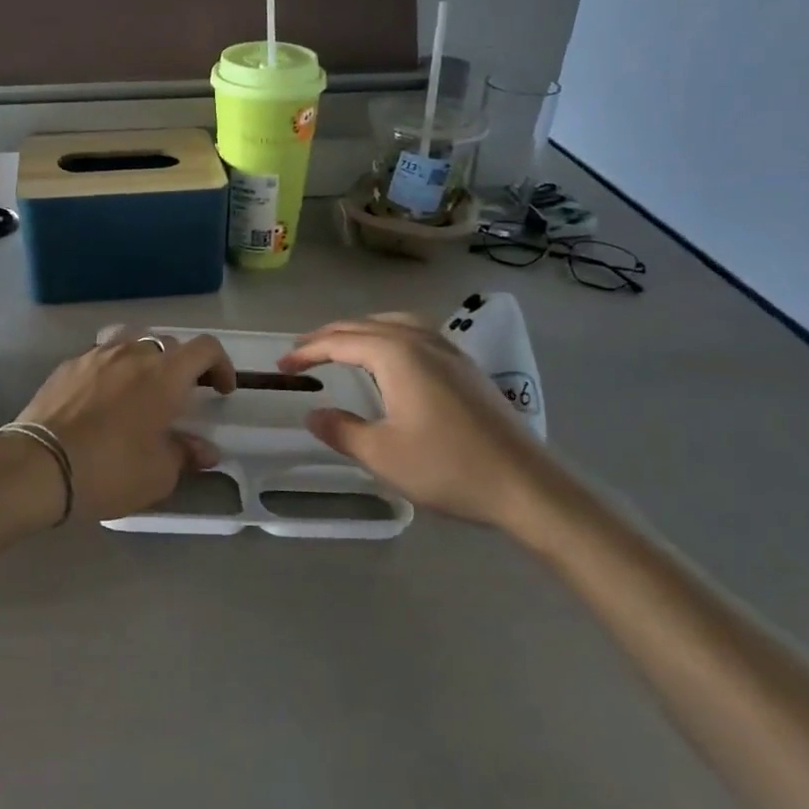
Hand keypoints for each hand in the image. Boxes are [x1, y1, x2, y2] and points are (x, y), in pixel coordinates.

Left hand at [14, 329, 234, 523]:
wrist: (37, 466)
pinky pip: (100, 357)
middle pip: (168, 343)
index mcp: (164, 374)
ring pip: (131, 342)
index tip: (222, 391)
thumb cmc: (109, 470)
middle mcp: (133, 353)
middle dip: (183, 366)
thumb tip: (204, 449)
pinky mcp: (67, 366)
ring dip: (145, 361)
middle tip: (182, 396)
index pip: (205, 348)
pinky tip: (103, 399)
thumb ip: (185, 454)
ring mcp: (96, 355)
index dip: (220, 364)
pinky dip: (112, 370)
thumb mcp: (158, 474)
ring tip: (141, 388)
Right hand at [278, 314, 548, 531]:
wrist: (526, 485)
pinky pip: (418, 333)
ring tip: (343, 345)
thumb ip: (341, 430)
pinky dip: (390, 335)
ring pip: (396, 323)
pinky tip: (392, 358)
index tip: (282, 365)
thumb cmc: (448, 468)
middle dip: (330, 336)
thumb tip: (314, 414)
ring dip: (362, 330)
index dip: (308, 351)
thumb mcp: (382, 455)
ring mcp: (450, 351)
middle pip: (366, 325)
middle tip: (302, 352)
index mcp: (397, 355)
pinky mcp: (466, 367)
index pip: (341, 342)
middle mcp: (422, 341)